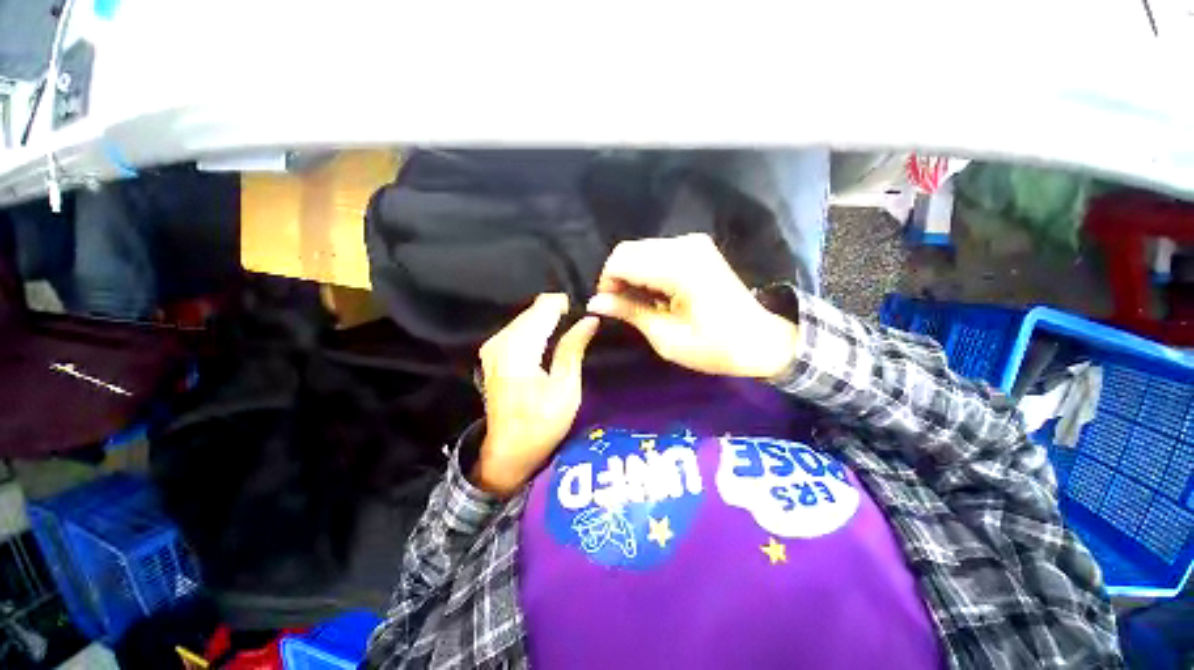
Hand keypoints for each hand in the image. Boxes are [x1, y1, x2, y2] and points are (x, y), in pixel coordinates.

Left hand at [473, 294, 598, 496]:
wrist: (508, 452)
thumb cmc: (541, 424)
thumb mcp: (566, 388)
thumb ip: (573, 348)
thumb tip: (589, 320)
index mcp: (518, 348)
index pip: (545, 306)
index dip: (568, 306)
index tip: (587, 318)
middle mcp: (500, 340)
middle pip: (535, 309)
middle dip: (560, 313)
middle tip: (583, 330)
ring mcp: (493, 345)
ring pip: (528, 316)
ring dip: (550, 322)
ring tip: (571, 338)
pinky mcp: (493, 352)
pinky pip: (520, 328)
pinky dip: (539, 330)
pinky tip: (552, 345)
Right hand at [587, 234, 797, 378]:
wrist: (760, 341)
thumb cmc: (714, 347)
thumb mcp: (666, 337)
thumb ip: (629, 312)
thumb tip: (594, 302)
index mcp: (679, 268)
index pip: (621, 260)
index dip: (607, 283)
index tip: (610, 306)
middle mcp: (685, 245)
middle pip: (628, 250)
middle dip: (617, 277)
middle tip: (622, 306)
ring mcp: (693, 243)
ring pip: (640, 250)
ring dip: (631, 274)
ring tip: (641, 303)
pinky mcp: (697, 247)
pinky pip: (656, 252)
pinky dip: (646, 270)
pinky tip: (656, 293)